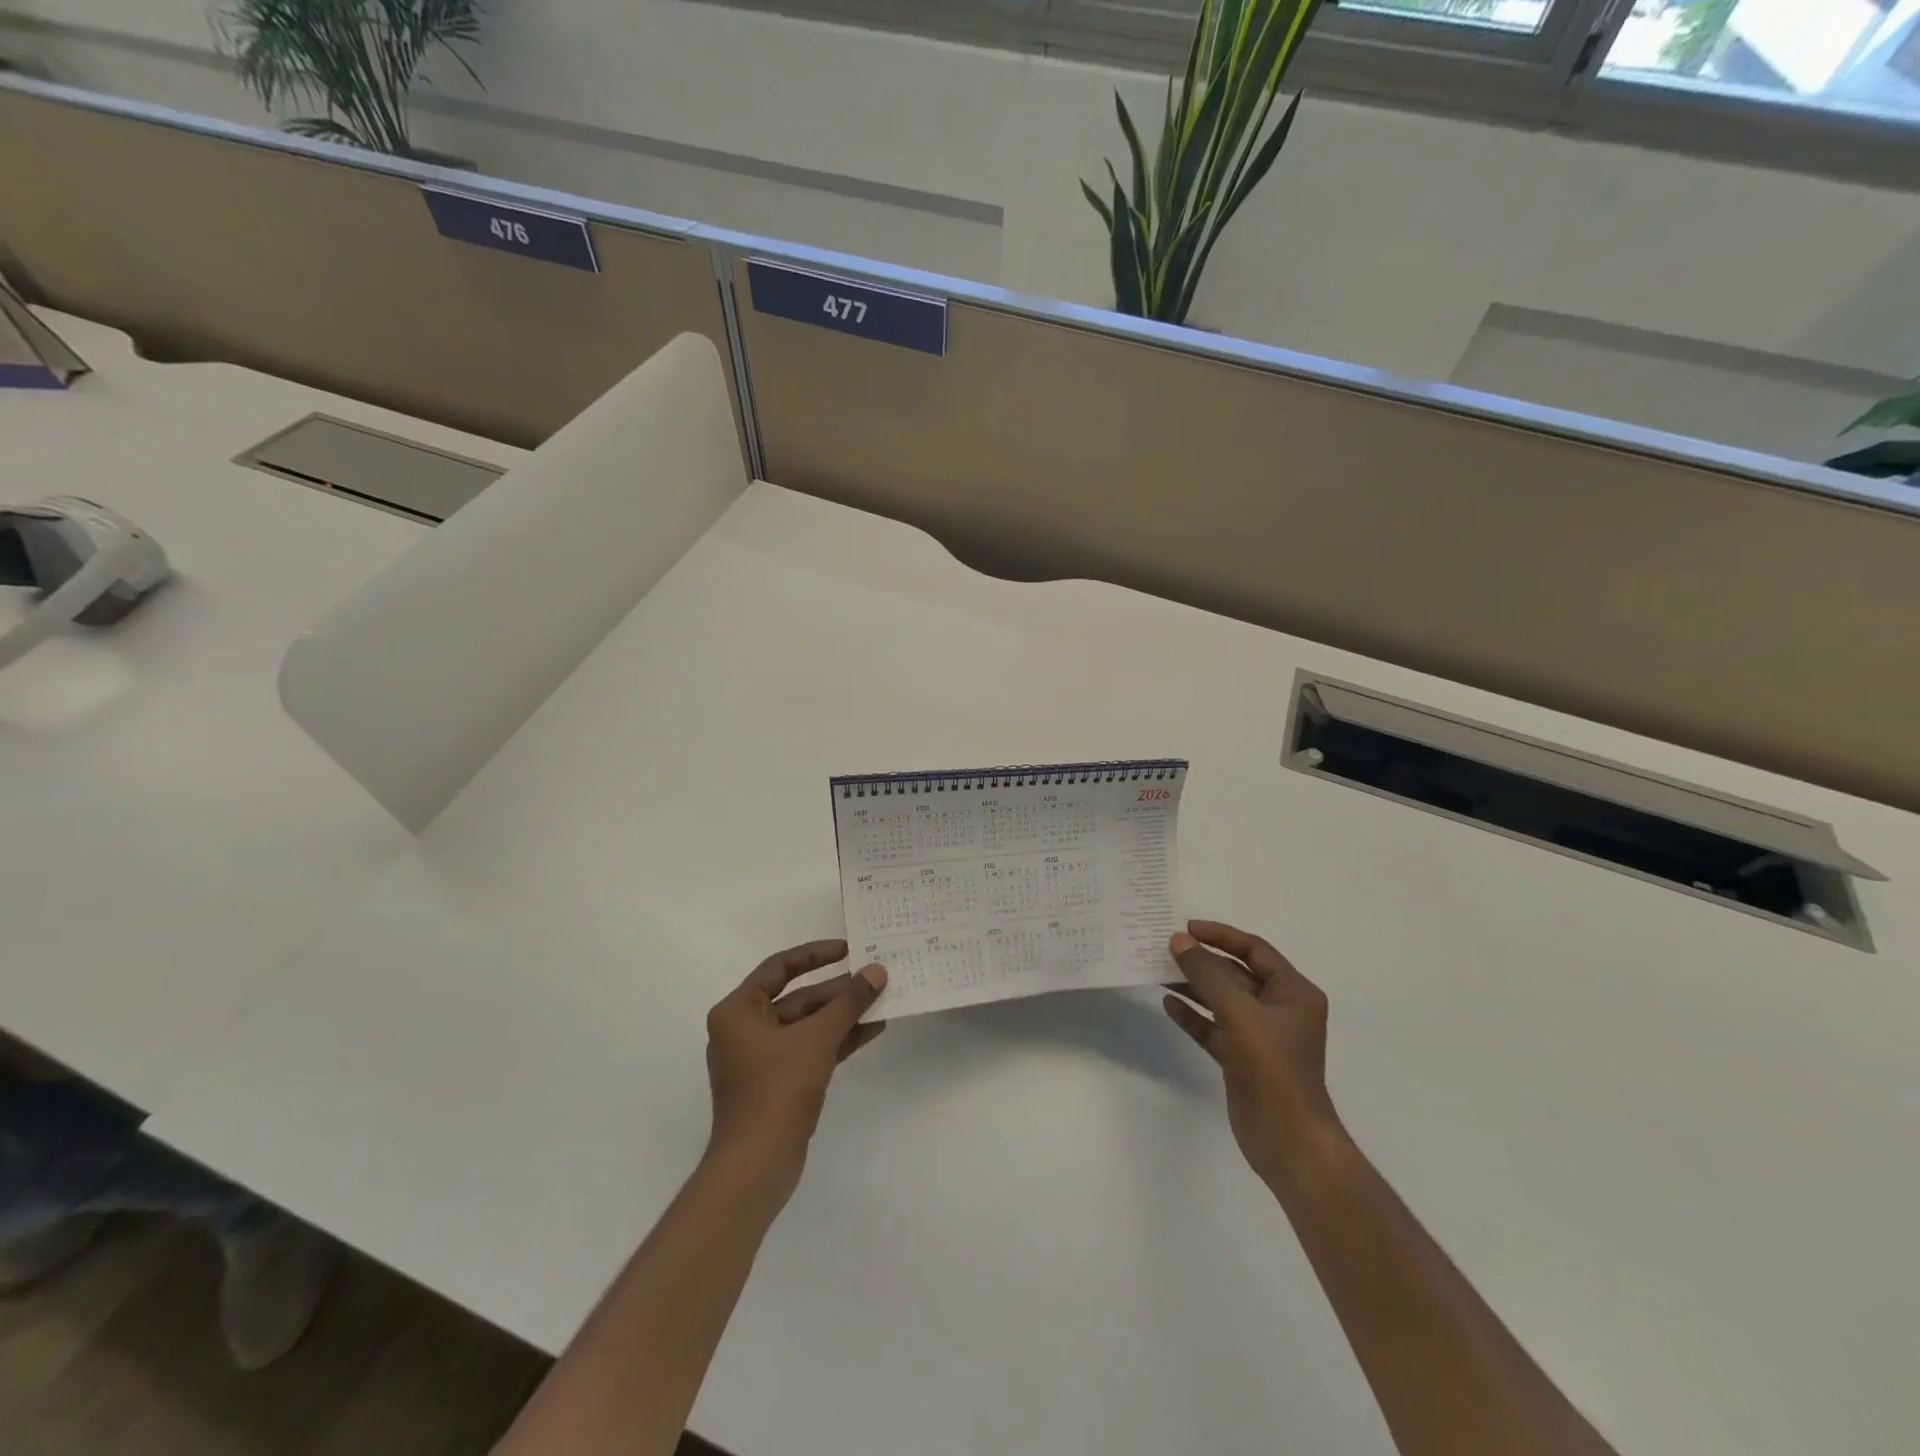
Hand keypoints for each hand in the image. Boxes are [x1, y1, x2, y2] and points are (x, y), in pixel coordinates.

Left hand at [704, 940, 886, 1194]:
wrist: (756, 1166)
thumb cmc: (777, 1090)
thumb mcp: (817, 1039)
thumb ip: (848, 1002)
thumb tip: (876, 971)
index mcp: (738, 1011)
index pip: (779, 968)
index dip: (815, 954)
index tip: (848, 948)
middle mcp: (744, 1029)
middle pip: (797, 997)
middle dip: (837, 989)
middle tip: (874, 976)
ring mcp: (761, 1058)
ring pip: (807, 1024)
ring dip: (842, 1014)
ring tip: (881, 999)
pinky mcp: (778, 1082)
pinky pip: (810, 1048)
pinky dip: (837, 1039)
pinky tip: (871, 1029)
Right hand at [1164, 920, 1342, 1189]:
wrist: (1287, 1139)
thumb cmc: (1272, 1067)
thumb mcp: (1238, 1011)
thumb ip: (1207, 973)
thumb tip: (1178, 941)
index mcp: (1293, 992)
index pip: (1254, 950)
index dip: (1220, 936)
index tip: (1186, 928)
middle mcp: (1279, 1009)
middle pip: (1235, 974)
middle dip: (1202, 961)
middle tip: (1164, 948)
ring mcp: (1260, 1036)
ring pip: (1221, 1001)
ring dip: (1193, 986)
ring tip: (1157, 971)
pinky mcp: (1242, 1059)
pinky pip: (1213, 1027)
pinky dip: (1193, 1016)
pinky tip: (1168, 1005)